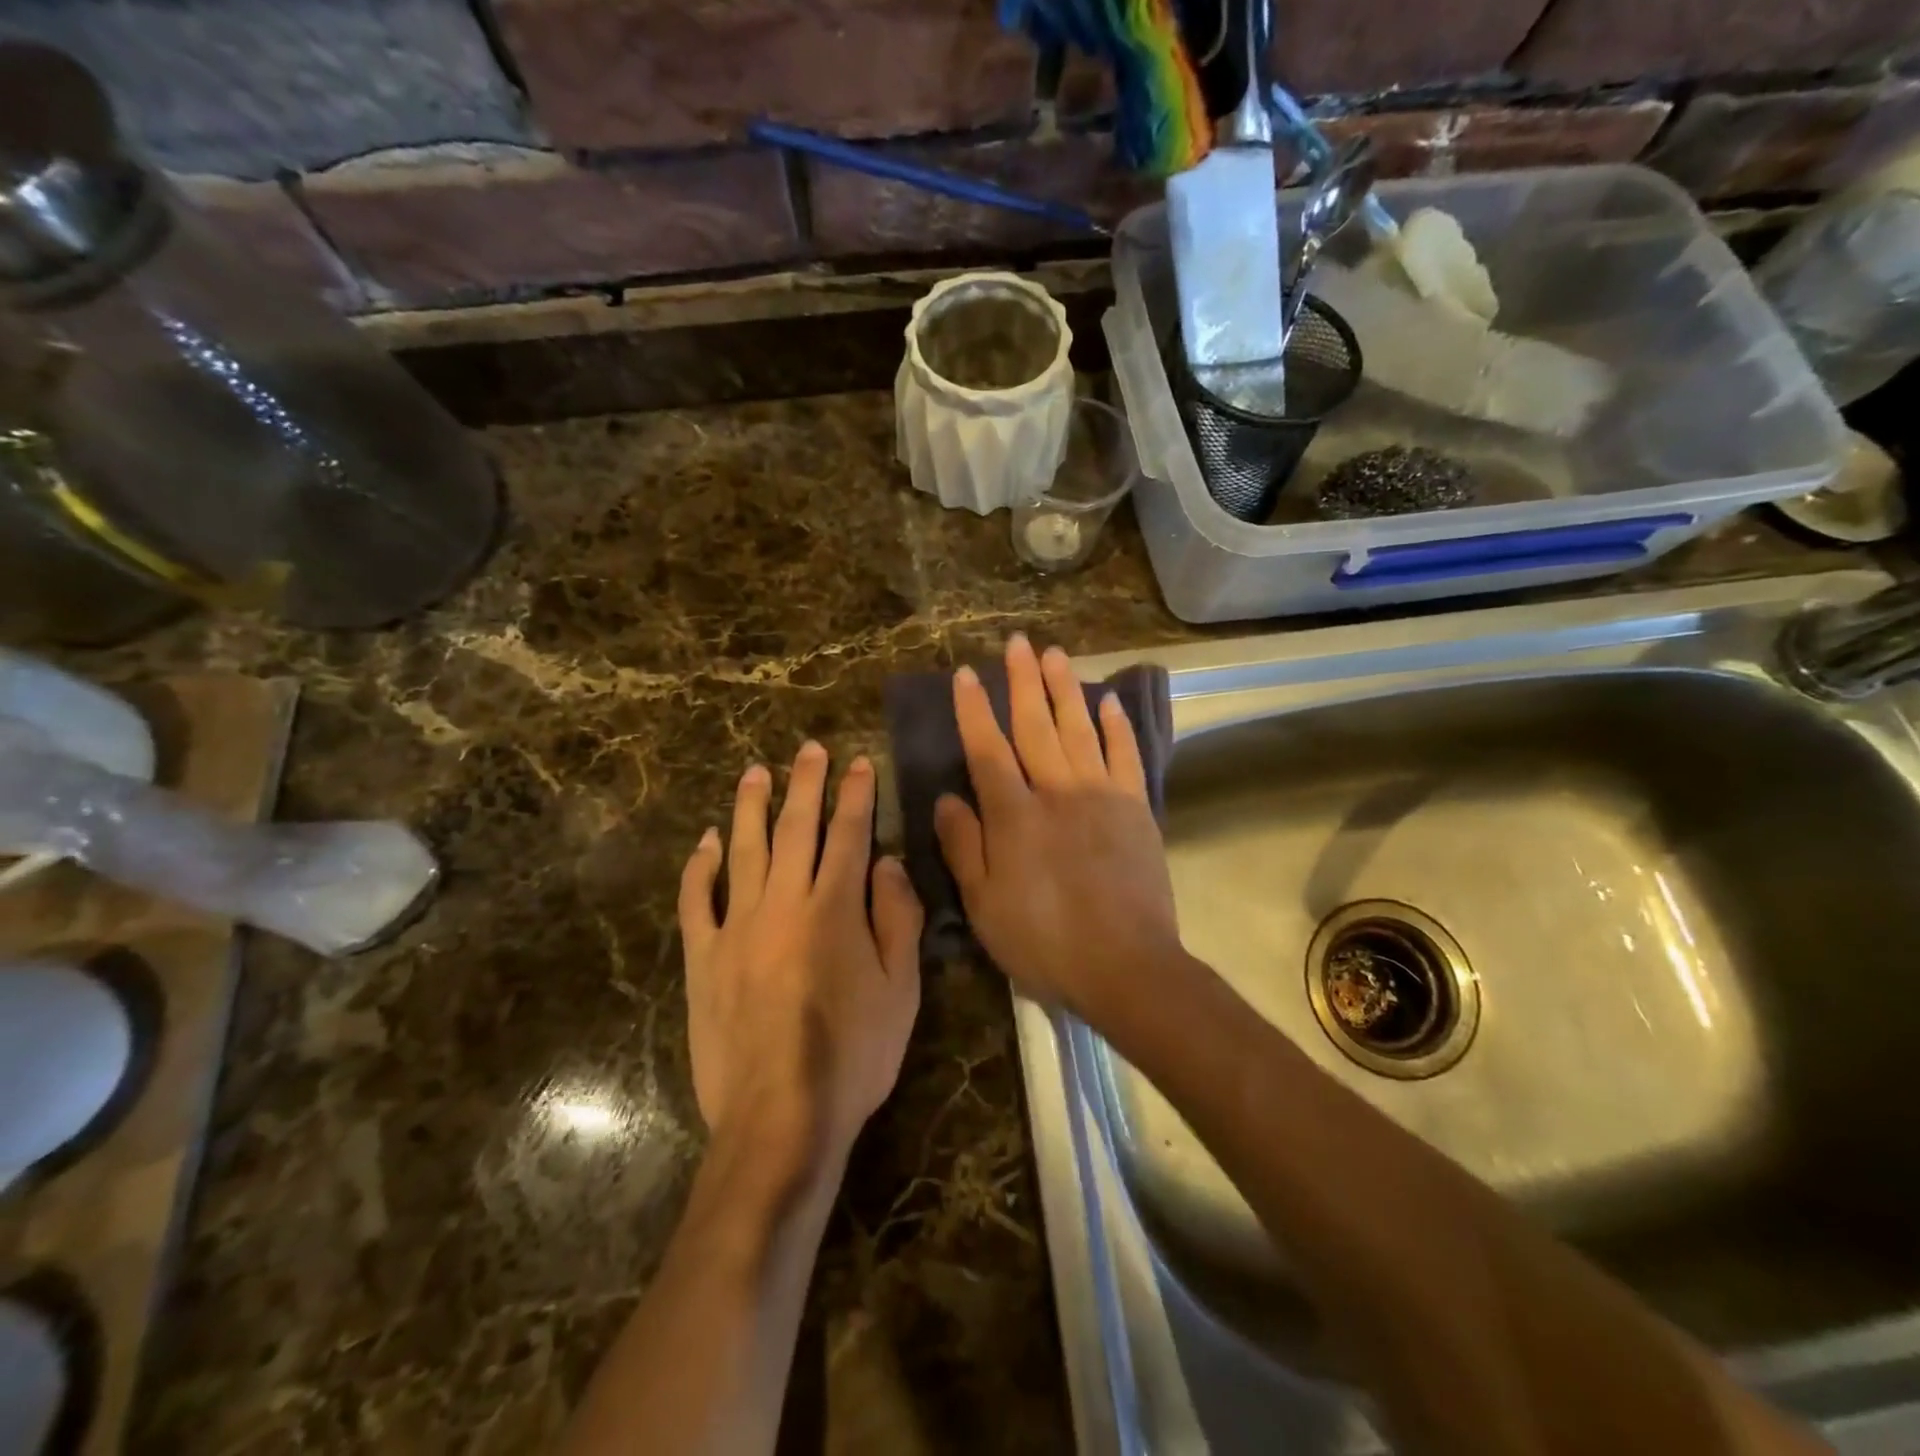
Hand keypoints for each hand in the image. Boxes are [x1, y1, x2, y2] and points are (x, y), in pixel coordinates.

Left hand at [678, 743, 922, 1189]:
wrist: (780, 1117)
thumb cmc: (854, 1056)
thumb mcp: (901, 990)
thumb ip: (897, 918)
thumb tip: (885, 862)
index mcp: (834, 909)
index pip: (848, 834)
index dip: (855, 794)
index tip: (858, 762)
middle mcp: (783, 904)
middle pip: (794, 828)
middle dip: (804, 783)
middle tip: (807, 749)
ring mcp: (736, 928)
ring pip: (743, 850)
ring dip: (750, 806)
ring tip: (755, 771)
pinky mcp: (703, 958)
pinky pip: (696, 900)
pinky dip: (701, 866)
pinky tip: (707, 841)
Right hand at [934, 635, 1181, 1025]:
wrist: (1126, 966)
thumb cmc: (1044, 941)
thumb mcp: (985, 905)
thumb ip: (964, 846)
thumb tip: (946, 799)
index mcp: (1014, 814)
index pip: (987, 748)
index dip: (974, 710)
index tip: (965, 674)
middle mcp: (1056, 791)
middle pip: (1035, 724)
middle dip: (1022, 681)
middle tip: (1017, 643)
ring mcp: (1101, 795)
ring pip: (1078, 729)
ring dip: (1065, 689)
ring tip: (1055, 654)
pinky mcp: (1135, 808)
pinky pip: (1125, 756)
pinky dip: (1117, 726)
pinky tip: (1108, 701)